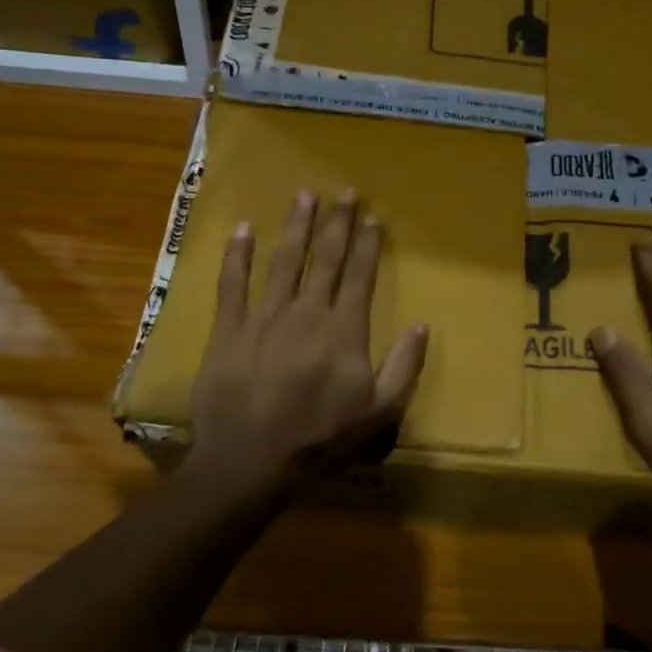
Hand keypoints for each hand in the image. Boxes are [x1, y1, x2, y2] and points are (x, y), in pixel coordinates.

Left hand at [187, 190, 428, 497]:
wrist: (251, 460)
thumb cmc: (319, 438)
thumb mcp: (379, 412)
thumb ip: (404, 367)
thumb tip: (421, 325)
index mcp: (343, 329)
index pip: (360, 275)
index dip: (368, 244)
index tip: (374, 217)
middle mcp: (307, 312)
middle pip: (326, 258)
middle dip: (338, 222)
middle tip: (346, 191)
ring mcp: (265, 316)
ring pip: (284, 261)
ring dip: (296, 226)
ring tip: (304, 195)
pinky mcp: (230, 329)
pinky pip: (233, 284)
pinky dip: (237, 255)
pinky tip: (243, 229)